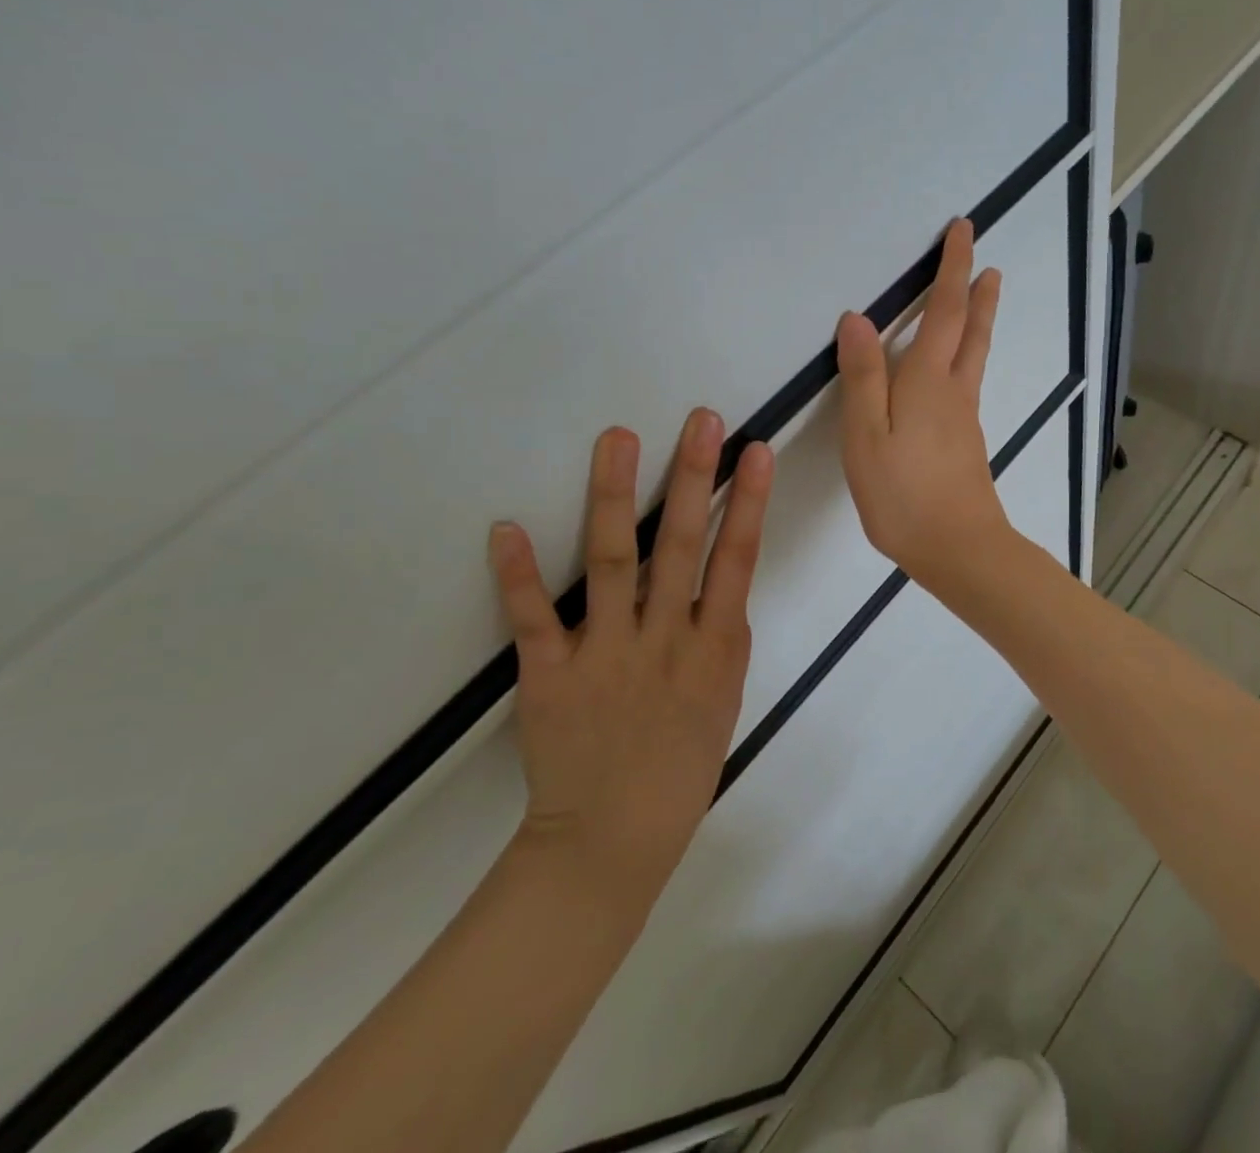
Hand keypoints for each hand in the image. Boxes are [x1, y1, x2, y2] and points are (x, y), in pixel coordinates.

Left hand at [487, 408, 773, 921]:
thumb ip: (720, 637)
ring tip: (618, 439)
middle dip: (693, 477)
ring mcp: (605, 653)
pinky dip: (518, 574)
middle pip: (682, 545)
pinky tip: (505, 527)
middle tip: (700, 419)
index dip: (748, 501)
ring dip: (615, 497)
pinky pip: (532, 620)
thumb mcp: (724, 698)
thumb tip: (718, 587)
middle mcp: (665, 639)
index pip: (737, 559)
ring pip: (613, 563)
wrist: (612, 839)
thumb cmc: (682, 767)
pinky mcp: (549, 675)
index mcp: (714, 648)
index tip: (753, 450)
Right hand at [836, 218, 1011, 587]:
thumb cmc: (904, 494)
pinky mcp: (966, 444)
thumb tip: (858, 319)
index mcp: (929, 382)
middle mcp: (955, 392)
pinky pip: (967, 385)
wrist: (959, 550)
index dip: (952, 269)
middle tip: (988, 264)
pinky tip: (954, 373)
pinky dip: (967, 358)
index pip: (944, 312)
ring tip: (982, 300)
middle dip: (977, 293)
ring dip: (978, 323)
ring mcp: (965, 420)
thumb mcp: (867, 436)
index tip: (964, 231)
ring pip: (974, 358)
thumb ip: (863, 378)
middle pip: (971, 332)